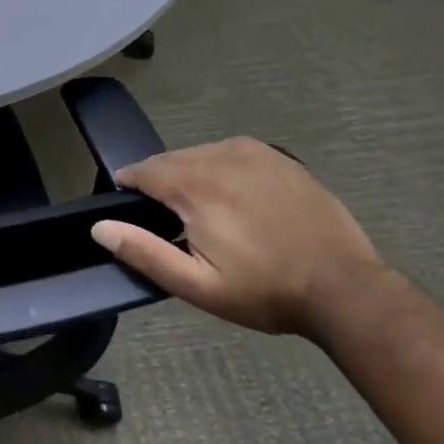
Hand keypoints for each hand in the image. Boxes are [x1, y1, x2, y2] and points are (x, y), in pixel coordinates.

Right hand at [92, 138, 384, 336]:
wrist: (345, 289)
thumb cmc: (266, 291)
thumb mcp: (198, 287)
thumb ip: (145, 252)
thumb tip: (98, 227)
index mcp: (194, 186)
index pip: (142, 170)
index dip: (130, 187)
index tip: (132, 209)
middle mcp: (218, 156)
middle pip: (170, 160)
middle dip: (162, 183)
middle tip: (173, 221)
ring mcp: (252, 152)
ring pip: (200, 154)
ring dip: (191, 175)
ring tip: (206, 212)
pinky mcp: (278, 157)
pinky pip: (231, 153)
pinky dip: (222, 169)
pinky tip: (236, 199)